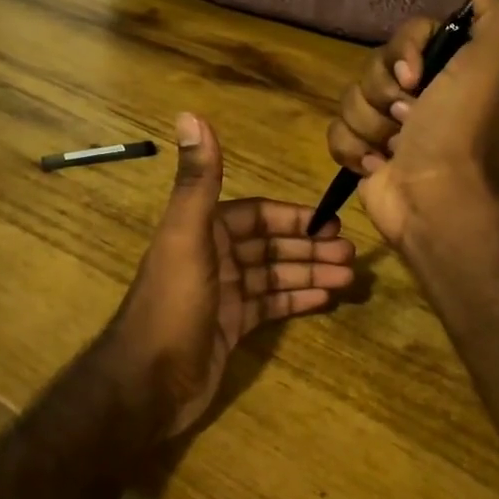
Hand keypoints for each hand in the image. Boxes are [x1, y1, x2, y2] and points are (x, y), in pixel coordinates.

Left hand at [107, 113, 355, 438]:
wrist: (148, 383)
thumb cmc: (173, 304)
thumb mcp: (186, 236)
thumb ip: (197, 180)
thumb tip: (190, 114)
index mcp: (204, 231)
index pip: (257, 215)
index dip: (293, 217)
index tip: (331, 223)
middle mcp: (214, 258)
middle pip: (270, 246)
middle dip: (309, 247)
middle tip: (351, 255)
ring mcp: (224, 295)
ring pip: (275, 276)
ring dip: (310, 273)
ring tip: (349, 278)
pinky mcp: (231, 328)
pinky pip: (271, 307)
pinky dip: (297, 300)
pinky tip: (326, 299)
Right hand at [326, 0, 498, 247]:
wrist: (436, 199)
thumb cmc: (461, 129)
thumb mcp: (495, 61)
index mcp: (449, 71)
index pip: (407, 35)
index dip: (403, 51)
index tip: (416, 77)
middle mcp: (420, 95)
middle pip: (373, 67)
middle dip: (384, 93)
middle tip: (409, 118)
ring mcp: (389, 127)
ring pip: (351, 100)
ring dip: (370, 125)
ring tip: (393, 149)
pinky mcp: (363, 155)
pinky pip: (336, 133)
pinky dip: (353, 150)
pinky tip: (376, 166)